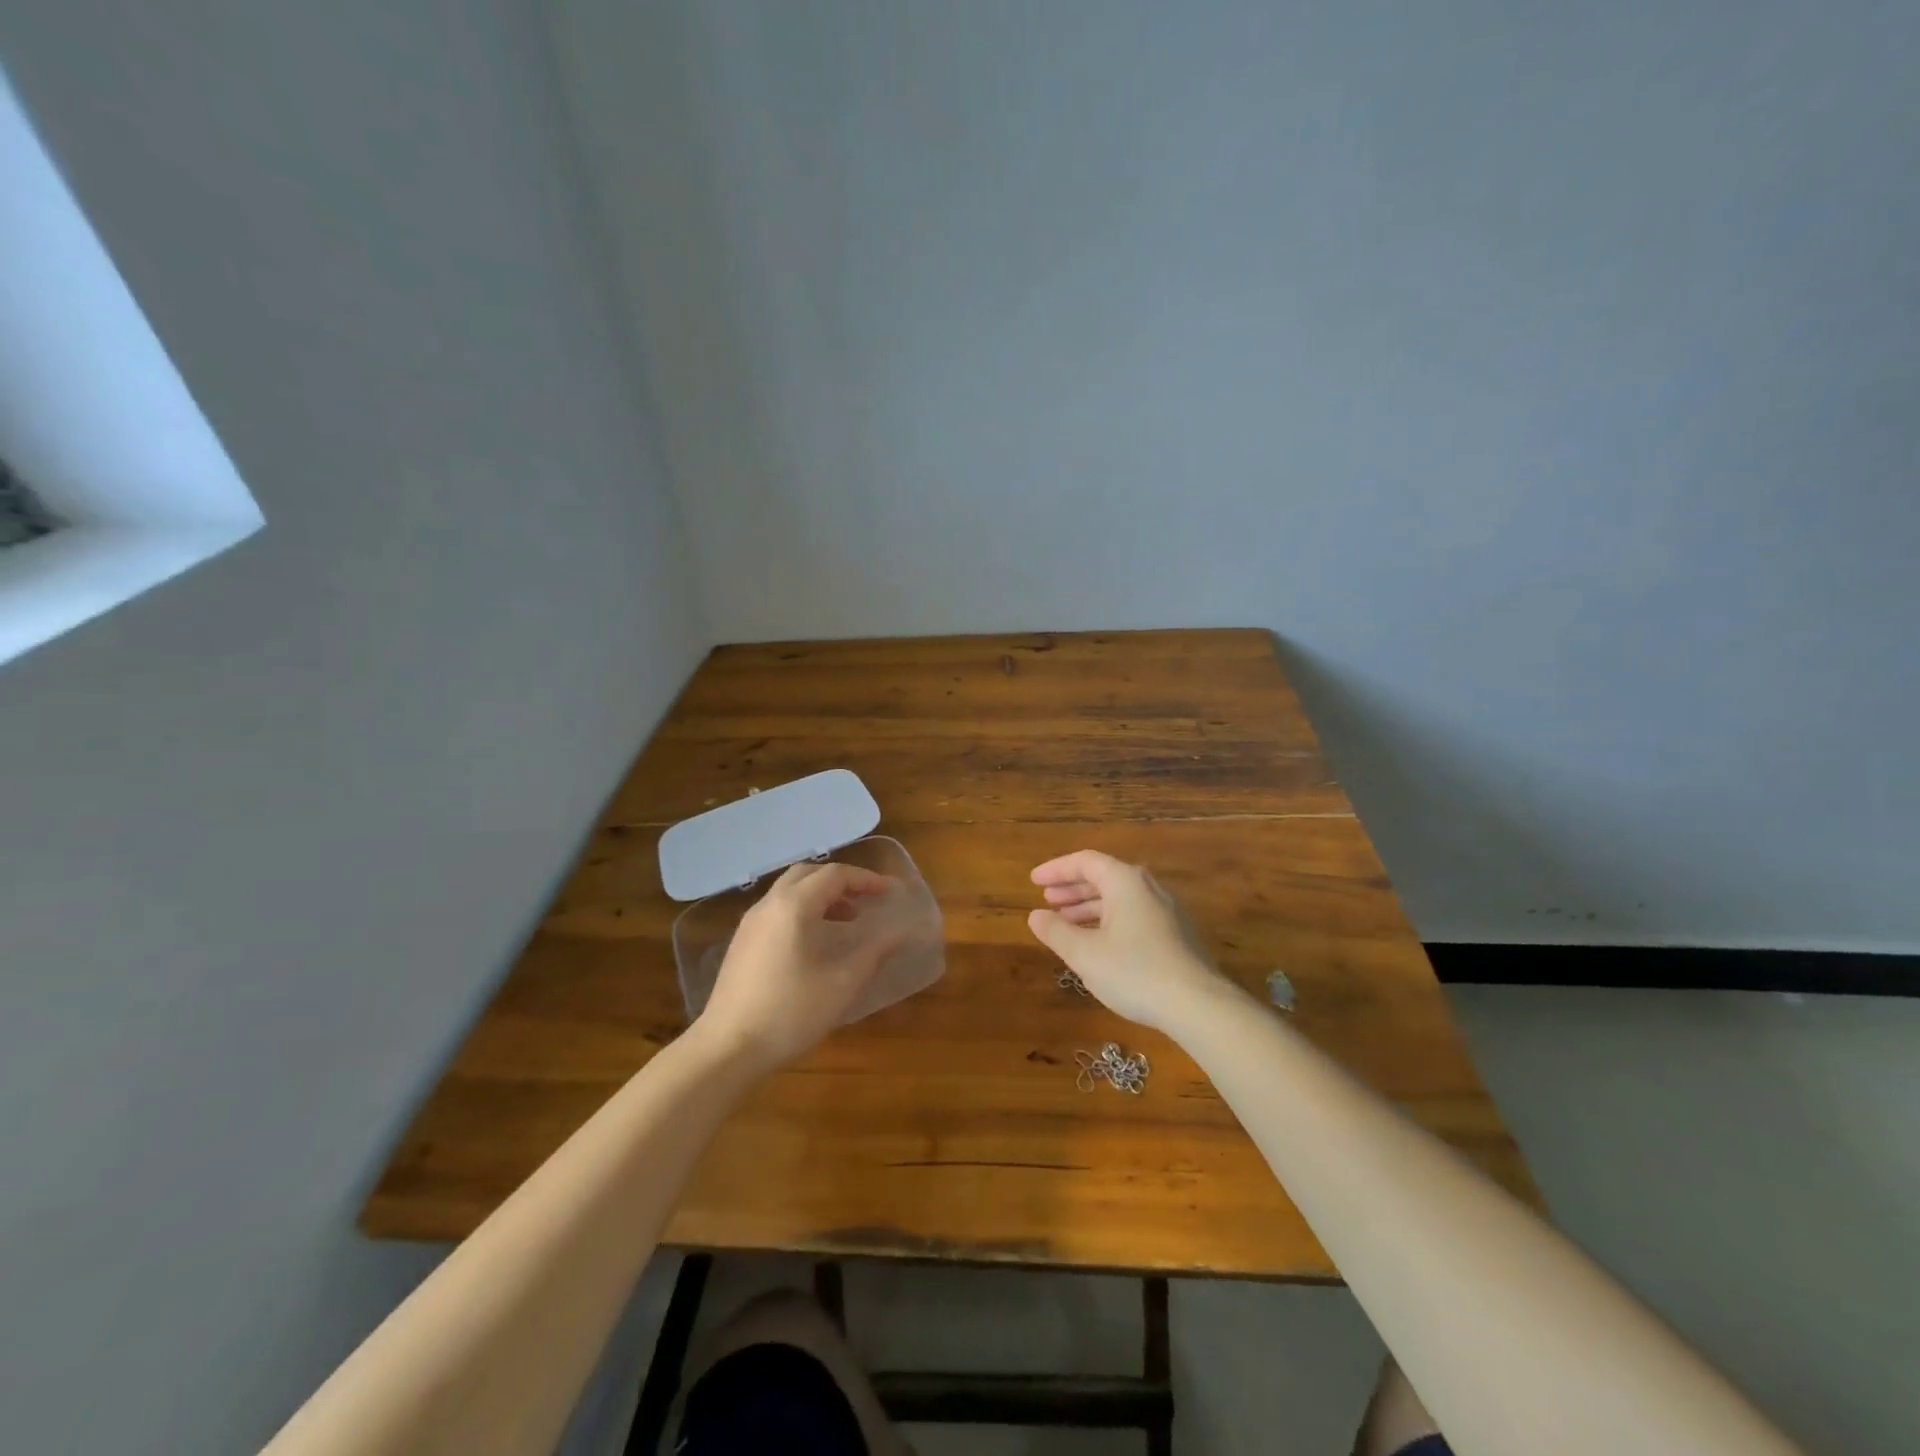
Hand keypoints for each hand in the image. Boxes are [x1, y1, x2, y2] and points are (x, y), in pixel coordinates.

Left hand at [699, 861, 908, 1071]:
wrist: (726, 1049)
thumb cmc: (790, 1013)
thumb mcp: (842, 984)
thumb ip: (875, 952)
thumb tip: (903, 932)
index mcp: (794, 906)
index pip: (835, 875)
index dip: (866, 880)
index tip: (890, 892)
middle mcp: (769, 905)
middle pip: (808, 874)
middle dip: (841, 882)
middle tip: (867, 901)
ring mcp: (750, 924)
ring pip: (790, 892)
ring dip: (821, 896)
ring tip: (848, 921)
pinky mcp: (742, 943)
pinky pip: (777, 910)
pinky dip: (803, 911)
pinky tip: (816, 943)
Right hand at [1028, 850, 1240, 1033]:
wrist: (1198, 1005)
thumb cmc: (1134, 971)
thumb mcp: (1085, 954)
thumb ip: (1056, 931)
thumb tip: (1035, 915)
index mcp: (1125, 881)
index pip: (1085, 861)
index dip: (1056, 869)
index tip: (1034, 881)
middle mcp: (1148, 887)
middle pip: (1104, 877)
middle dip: (1072, 889)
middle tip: (1047, 901)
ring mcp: (1166, 911)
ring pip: (1119, 899)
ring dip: (1089, 907)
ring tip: (1065, 924)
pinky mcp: (1176, 934)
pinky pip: (1133, 915)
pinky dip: (1108, 921)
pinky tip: (1097, 944)